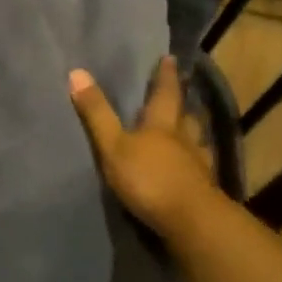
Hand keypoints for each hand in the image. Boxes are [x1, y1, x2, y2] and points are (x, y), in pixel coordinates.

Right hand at [69, 55, 222, 242]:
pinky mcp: (204, 191)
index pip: (165, 93)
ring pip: (197, 143)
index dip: (166, 76)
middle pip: (186, 117)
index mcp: (163, 125)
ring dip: (193, 135)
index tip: (171, 59)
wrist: (191, 222)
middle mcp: (185, 140)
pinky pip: (200, 170)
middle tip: (181, 97)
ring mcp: (198, 166)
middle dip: (182, 106)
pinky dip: (195, 165)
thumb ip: (97, 113)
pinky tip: (192, 170)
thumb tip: (77, 72)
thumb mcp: (114, 146)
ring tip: (188, 133)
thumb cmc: (149, 178)